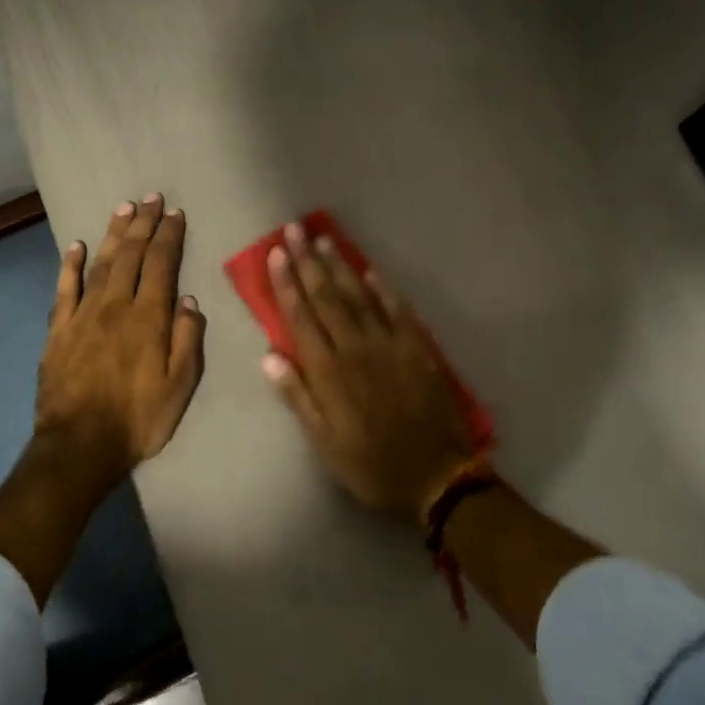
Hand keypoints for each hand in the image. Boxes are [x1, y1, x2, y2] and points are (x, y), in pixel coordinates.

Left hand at [36, 194, 206, 477]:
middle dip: (144, 224)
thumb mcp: (180, 385)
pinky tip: (76, 246)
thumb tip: (189, 301)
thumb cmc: (138, 419)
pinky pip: (64, 289)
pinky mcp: (58, 330)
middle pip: (132, 255)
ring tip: (124, 209)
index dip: (170, 236)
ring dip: (114, 234)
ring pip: (101, 264)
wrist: (80, 445)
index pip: (162, 265)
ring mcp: (82, 315)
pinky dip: (70, 265)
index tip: (176, 212)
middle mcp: (115, 306)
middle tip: (151, 197)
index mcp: (149, 318)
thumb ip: (187, 340)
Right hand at [262, 221, 476, 523]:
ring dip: (340, 266)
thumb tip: (269, 356)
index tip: (277, 254)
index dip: (287, 284)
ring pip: (359, 296)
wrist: (436, 475)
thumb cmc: (372, 465)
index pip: (301, 317)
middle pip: (327, 297)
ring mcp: (390, 345)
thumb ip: (298, 397)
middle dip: (308, 262)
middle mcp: (356, 349)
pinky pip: (397, 310)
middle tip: (294, 230)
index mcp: (329, 373)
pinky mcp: (417, 348)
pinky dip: (382, 289)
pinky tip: (370, 271)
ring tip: (324, 239)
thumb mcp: (325, 443)